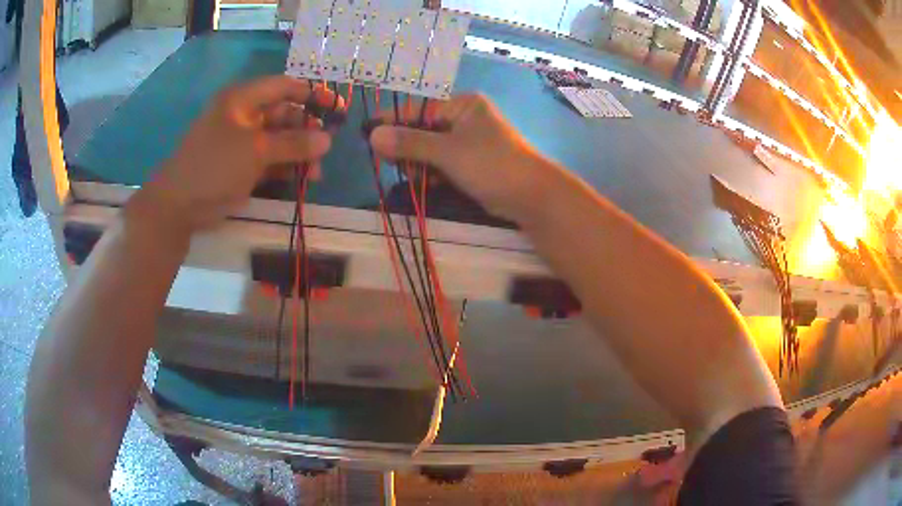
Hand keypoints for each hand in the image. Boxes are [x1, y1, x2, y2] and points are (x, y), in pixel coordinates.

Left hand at [144, 76, 337, 231]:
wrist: (178, 207)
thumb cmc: (214, 167)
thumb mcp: (256, 151)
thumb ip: (293, 143)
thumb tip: (327, 139)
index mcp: (242, 99)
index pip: (284, 86)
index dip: (311, 94)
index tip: (336, 108)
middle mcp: (243, 115)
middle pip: (283, 114)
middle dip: (306, 131)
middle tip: (325, 151)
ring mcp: (241, 141)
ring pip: (278, 140)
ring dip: (298, 154)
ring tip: (314, 174)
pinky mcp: (240, 164)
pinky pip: (269, 159)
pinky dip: (284, 168)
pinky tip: (300, 180)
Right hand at [369, 94, 555, 222]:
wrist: (530, 196)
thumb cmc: (491, 164)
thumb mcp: (447, 151)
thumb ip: (410, 143)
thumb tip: (372, 134)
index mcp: (461, 105)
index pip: (418, 109)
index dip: (392, 122)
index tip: (368, 136)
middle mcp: (463, 118)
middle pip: (421, 129)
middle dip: (407, 148)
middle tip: (395, 165)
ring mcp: (467, 141)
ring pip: (428, 148)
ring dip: (418, 164)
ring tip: (417, 178)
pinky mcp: (469, 162)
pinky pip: (440, 162)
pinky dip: (432, 172)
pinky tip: (428, 184)